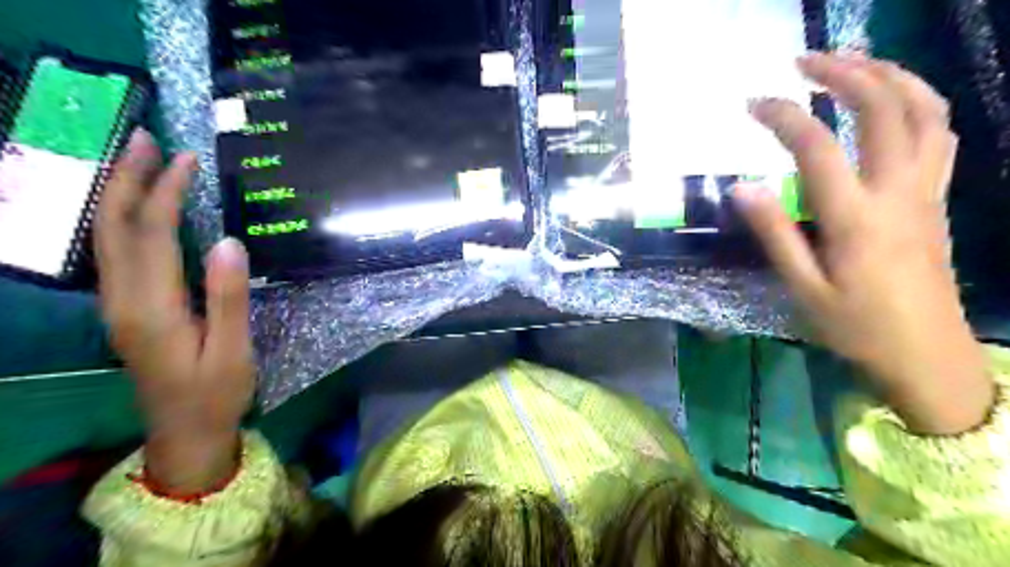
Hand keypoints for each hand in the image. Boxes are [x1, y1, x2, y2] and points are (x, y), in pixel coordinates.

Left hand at [95, 131, 255, 491]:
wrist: (185, 431)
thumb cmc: (217, 392)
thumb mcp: (232, 349)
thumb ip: (228, 297)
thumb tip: (228, 241)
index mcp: (151, 308)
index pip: (151, 235)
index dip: (166, 192)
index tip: (188, 159)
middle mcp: (122, 300)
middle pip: (112, 227)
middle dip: (125, 178)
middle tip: (144, 138)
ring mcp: (118, 305)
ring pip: (106, 237)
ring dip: (119, 194)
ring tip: (138, 159)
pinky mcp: (126, 309)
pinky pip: (116, 253)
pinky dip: (124, 219)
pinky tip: (140, 207)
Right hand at [735, 50, 990, 433]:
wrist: (927, 355)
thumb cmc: (856, 327)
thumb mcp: (803, 288)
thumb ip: (775, 234)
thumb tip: (743, 188)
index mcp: (856, 218)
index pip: (817, 148)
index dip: (783, 117)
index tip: (753, 103)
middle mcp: (898, 192)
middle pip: (883, 108)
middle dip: (843, 73)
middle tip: (803, 61)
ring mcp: (927, 191)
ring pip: (926, 110)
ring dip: (890, 75)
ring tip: (852, 62)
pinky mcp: (938, 198)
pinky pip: (940, 134)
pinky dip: (918, 102)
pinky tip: (892, 101)